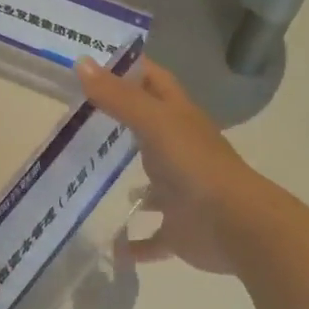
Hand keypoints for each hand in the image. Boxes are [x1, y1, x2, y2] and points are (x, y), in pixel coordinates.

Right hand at [78, 57, 268, 273]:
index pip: (155, 83)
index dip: (131, 69)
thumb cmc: (195, 165)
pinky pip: (150, 238)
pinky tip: (109, 246)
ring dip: (129, 187)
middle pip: (149, 132)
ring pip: (151, 187)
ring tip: (88, 184)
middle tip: (75, 122)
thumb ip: (119, 97)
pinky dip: (133, 244)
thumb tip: (81, 62)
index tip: (94, 62)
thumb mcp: (154, 123)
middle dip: (118, 127)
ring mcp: (180, 193)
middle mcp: (180, 152)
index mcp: (179, 120)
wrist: (233, 225)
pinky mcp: (177, 230)